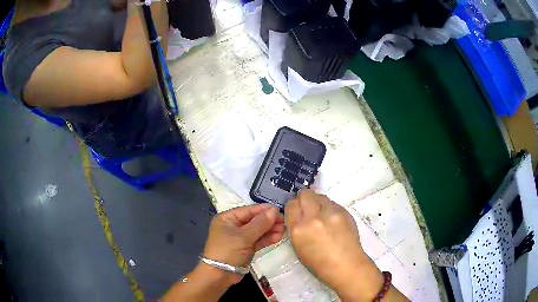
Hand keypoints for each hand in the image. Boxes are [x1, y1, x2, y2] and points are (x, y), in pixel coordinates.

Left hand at [202, 204, 284, 282]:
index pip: (248, 210)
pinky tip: (278, 237)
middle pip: (254, 220)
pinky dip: (267, 239)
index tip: (279, 210)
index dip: (264, 210)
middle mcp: (233, 226)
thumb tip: (274, 210)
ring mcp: (239, 238)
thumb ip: (260, 223)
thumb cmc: (228, 251)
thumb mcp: (243, 236)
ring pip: (257, 231)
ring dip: (270, 230)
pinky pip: (258, 240)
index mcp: (227, 218)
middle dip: (268, 221)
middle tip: (284, 221)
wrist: (219, 275)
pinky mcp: (245, 248)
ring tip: (284, 229)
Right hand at [285, 190, 383, 300]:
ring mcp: (330, 213)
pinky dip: (330, 208)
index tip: (297, 210)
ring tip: (323, 215)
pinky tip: (333, 220)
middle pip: (305, 194)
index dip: (294, 206)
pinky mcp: (344, 211)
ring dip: (318, 203)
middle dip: (305, 199)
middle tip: (309, 208)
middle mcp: (313, 217)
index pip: (291, 205)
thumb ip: (297, 228)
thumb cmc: (319, 263)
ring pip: (320, 196)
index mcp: (299, 230)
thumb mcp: (299, 247)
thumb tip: (299, 215)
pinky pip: (333, 203)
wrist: (346, 265)